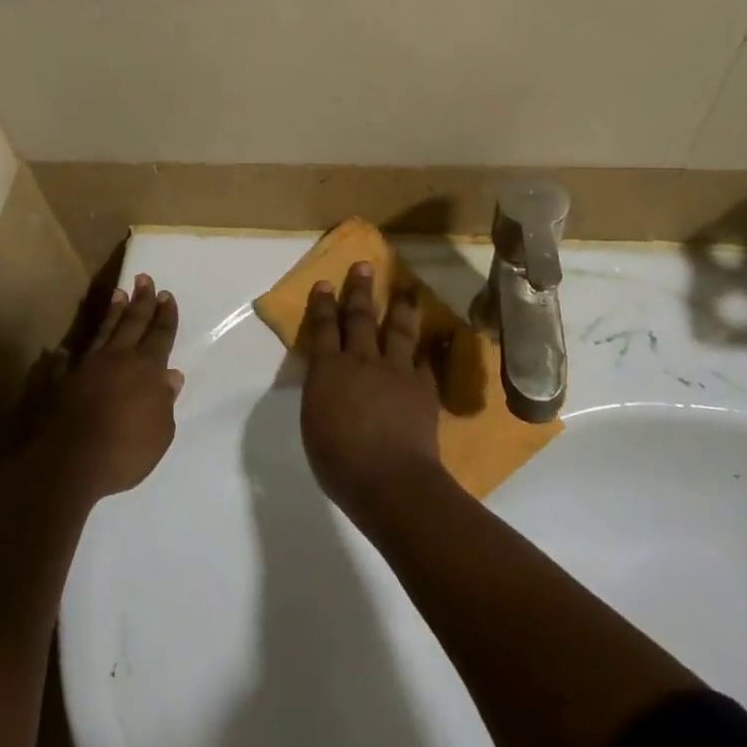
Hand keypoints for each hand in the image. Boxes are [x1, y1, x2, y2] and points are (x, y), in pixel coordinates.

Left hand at [44, 274, 182, 499]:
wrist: (68, 463)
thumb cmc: (124, 452)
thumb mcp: (160, 434)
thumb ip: (165, 402)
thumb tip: (171, 376)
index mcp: (146, 369)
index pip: (160, 335)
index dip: (165, 315)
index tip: (166, 295)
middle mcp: (117, 359)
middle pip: (132, 322)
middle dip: (141, 300)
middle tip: (145, 278)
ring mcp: (87, 366)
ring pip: (103, 331)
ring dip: (113, 312)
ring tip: (118, 294)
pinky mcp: (62, 380)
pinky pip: (69, 361)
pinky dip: (70, 354)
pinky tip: (65, 349)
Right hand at [301, 261, 447, 520]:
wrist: (391, 481)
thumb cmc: (340, 461)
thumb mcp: (313, 422)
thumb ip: (320, 392)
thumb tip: (327, 378)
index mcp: (329, 370)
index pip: (324, 328)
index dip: (324, 304)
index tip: (326, 282)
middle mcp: (362, 360)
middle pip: (361, 318)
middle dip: (361, 291)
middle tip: (364, 266)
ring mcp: (396, 371)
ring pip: (399, 330)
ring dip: (401, 306)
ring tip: (406, 287)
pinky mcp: (423, 387)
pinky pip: (425, 360)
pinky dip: (428, 347)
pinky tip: (433, 338)